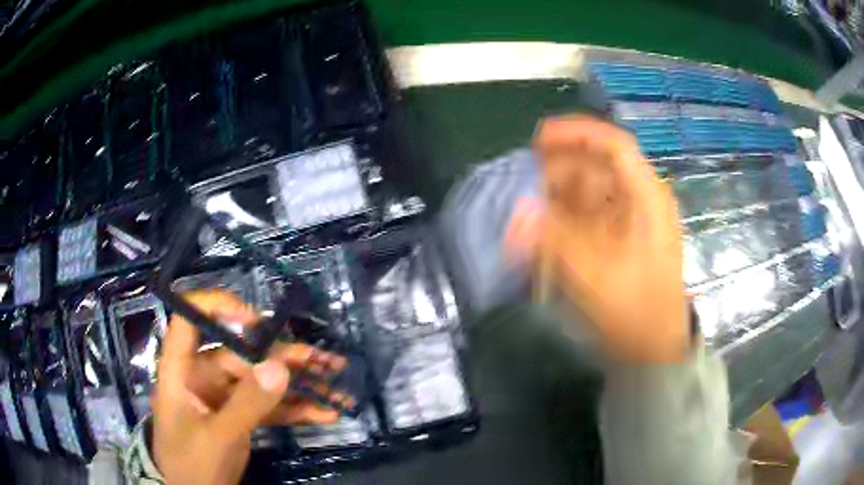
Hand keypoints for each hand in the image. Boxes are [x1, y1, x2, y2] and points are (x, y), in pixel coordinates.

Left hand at [153, 290, 343, 484]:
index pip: (190, 320)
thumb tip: (279, 366)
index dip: (217, 307)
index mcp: (182, 370)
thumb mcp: (219, 436)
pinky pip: (267, 407)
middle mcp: (202, 376)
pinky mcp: (238, 417)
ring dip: (296, 384)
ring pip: (260, 380)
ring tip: (335, 384)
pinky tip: (323, 414)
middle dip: (284, 358)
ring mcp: (223, 398)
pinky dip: (294, 410)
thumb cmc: (192, 464)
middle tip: (325, 360)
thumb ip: (247, 403)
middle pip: (241, 354)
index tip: (256, 320)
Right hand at [507, 115, 689, 362]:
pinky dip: (565, 218)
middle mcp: (640, 199)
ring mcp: (630, 219)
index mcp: (646, 197)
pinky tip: (545, 230)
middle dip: (559, 172)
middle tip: (524, 186)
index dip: (577, 134)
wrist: (654, 349)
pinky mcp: (618, 237)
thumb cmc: (636, 310)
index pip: (614, 146)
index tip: (538, 139)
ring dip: (558, 196)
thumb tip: (516, 214)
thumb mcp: (597, 275)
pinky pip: (587, 214)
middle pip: (597, 166)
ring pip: (589, 190)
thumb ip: (555, 241)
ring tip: (530, 212)